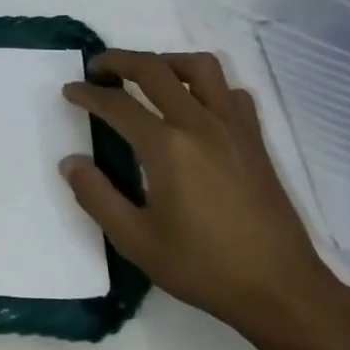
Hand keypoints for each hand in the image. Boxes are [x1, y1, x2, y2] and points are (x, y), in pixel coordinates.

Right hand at [60, 50, 344, 338]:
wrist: (279, 288)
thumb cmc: (203, 267)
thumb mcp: (136, 241)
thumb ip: (96, 196)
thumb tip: (70, 162)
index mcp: (167, 146)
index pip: (117, 104)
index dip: (88, 94)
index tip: (70, 91)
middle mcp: (199, 123)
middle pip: (154, 69)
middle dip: (119, 61)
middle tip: (97, 69)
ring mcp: (233, 126)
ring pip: (199, 67)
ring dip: (166, 62)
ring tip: (148, 77)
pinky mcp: (254, 139)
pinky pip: (230, 92)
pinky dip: (208, 87)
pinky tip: (196, 107)